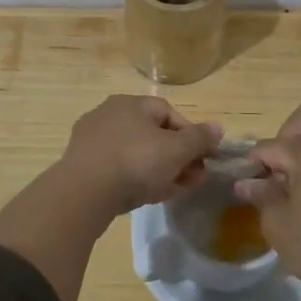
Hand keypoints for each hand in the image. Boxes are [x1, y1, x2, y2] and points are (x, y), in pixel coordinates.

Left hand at [59, 95, 221, 215]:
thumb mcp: (176, 150)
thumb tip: (218, 128)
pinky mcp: (83, 166)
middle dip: (178, 157)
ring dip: (161, 170)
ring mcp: (93, 141)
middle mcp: (109, 115)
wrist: (84, 192)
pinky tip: (149, 197)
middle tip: (194, 178)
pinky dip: (137, 179)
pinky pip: (118, 169)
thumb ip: (199, 138)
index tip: (203, 157)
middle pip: (152, 135)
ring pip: (136, 154)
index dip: (191, 134)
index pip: (169, 112)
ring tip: (177, 190)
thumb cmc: (135, 161)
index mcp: (130, 103)